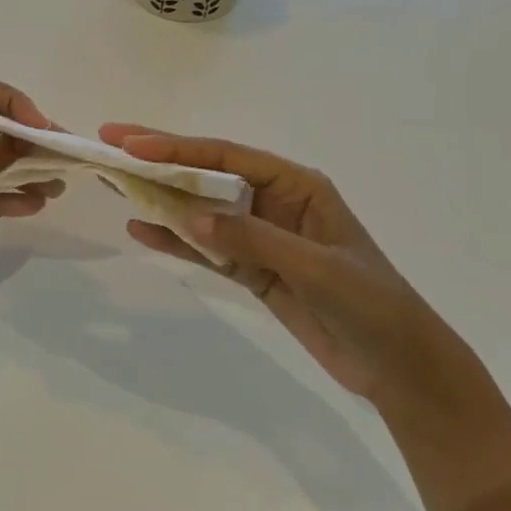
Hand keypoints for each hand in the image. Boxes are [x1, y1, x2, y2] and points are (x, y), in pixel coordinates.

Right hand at [100, 124, 473, 408]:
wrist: (399, 367)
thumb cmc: (371, 305)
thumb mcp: (317, 268)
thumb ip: (253, 240)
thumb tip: (190, 218)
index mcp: (297, 185)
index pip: (227, 156)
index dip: (177, 147)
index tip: (132, 143)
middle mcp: (273, 202)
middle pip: (207, 175)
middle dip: (159, 161)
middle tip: (111, 144)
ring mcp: (259, 236)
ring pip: (200, 209)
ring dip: (160, 198)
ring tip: (114, 182)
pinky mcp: (252, 269)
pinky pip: (206, 248)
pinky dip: (175, 240)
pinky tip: (140, 230)